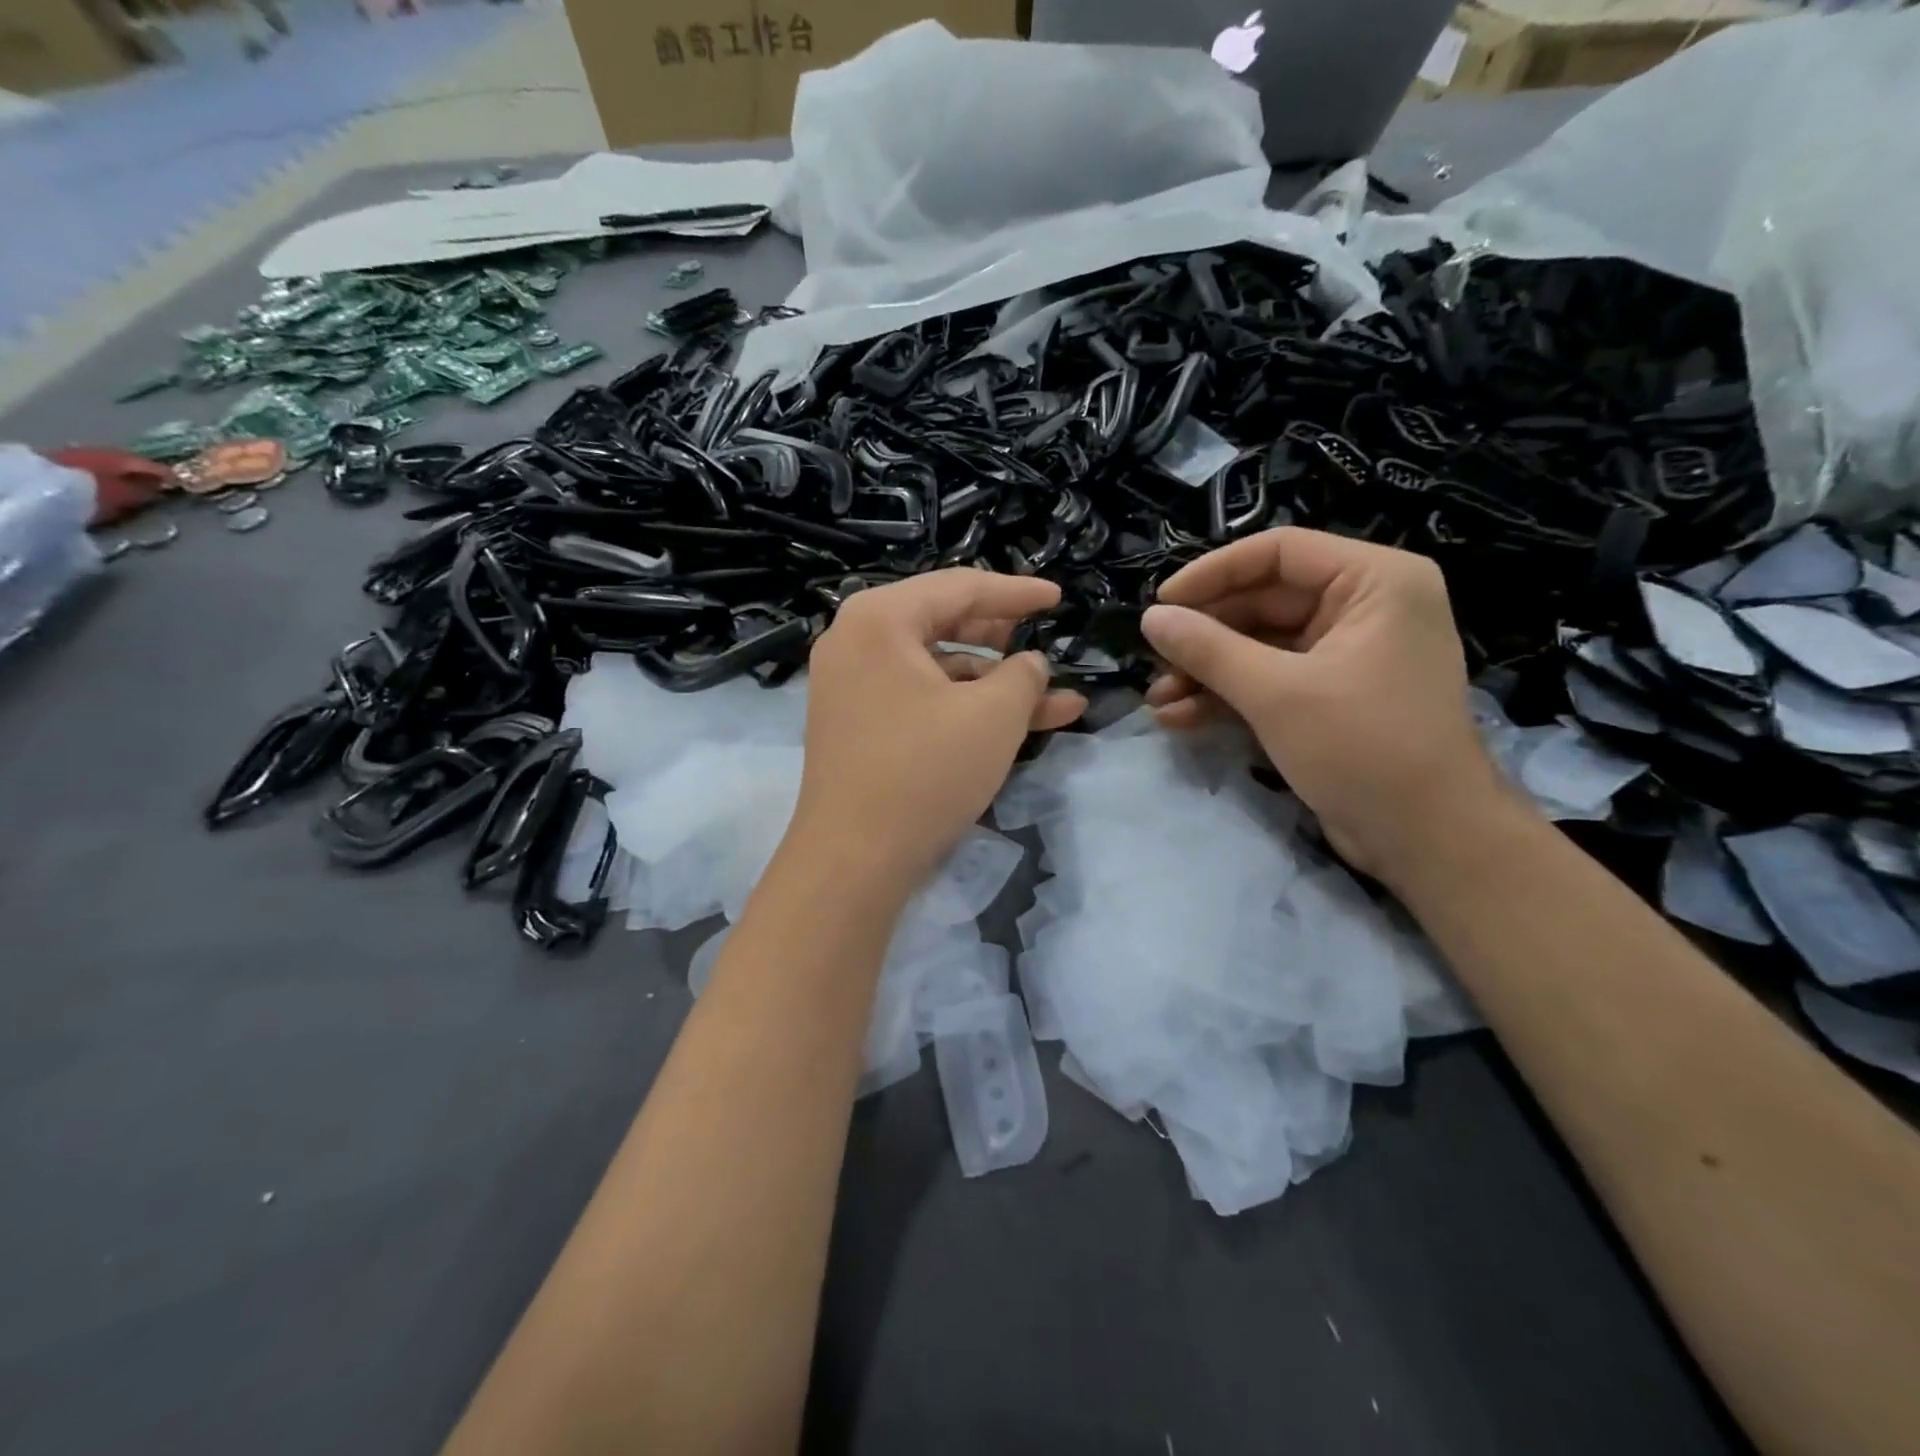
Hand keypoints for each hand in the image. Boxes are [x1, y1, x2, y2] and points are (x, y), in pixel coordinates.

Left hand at [788, 570, 1086, 897]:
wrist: (852, 860)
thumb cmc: (924, 772)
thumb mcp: (993, 716)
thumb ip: (1023, 675)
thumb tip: (1029, 664)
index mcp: (880, 619)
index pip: (960, 586)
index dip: (1017, 592)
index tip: (1057, 597)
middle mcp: (856, 641)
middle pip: (944, 622)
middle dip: (1004, 638)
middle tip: (1045, 638)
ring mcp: (851, 686)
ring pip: (937, 668)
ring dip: (994, 684)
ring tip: (1055, 700)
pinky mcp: (857, 725)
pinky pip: (919, 699)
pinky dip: (963, 708)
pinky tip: (1014, 725)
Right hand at [1141, 527, 1510, 882]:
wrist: (1426, 840)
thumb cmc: (1363, 747)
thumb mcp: (1276, 693)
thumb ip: (1208, 649)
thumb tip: (1151, 618)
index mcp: (1374, 582)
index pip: (1279, 552)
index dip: (1213, 573)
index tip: (1161, 602)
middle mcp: (1363, 607)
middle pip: (1263, 601)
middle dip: (1204, 636)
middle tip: (1153, 659)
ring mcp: (1345, 655)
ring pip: (1259, 646)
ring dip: (1206, 672)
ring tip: (1158, 699)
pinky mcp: (1329, 696)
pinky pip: (1269, 680)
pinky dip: (1227, 696)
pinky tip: (1179, 717)